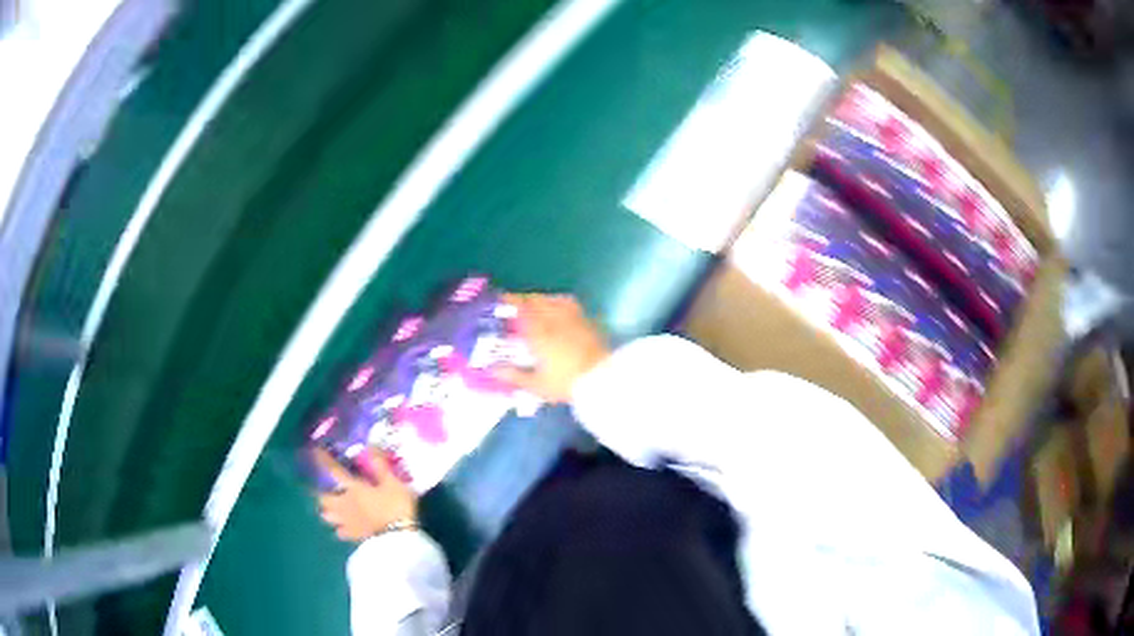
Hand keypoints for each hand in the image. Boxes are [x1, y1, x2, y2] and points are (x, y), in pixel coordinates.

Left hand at [315, 447, 417, 542]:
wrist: (399, 538)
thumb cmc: (395, 506)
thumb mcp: (393, 482)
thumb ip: (380, 465)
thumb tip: (370, 445)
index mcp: (353, 488)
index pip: (334, 471)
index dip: (323, 460)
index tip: (315, 451)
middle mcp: (345, 504)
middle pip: (324, 497)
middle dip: (320, 491)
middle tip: (321, 487)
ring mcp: (348, 522)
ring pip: (328, 516)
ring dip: (326, 510)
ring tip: (329, 507)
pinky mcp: (355, 536)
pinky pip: (341, 532)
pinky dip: (339, 529)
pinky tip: (343, 527)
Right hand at [496, 293, 610, 402]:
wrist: (602, 379)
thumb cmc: (566, 383)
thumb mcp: (536, 385)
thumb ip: (514, 376)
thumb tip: (493, 370)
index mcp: (539, 332)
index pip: (522, 309)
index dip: (511, 301)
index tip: (502, 298)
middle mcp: (555, 320)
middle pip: (538, 301)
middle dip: (526, 300)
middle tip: (518, 305)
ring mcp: (574, 319)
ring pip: (556, 300)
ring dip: (544, 300)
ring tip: (539, 305)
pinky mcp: (589, 323)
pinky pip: (573, 307)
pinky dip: (563, 304)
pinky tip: (562, 311)